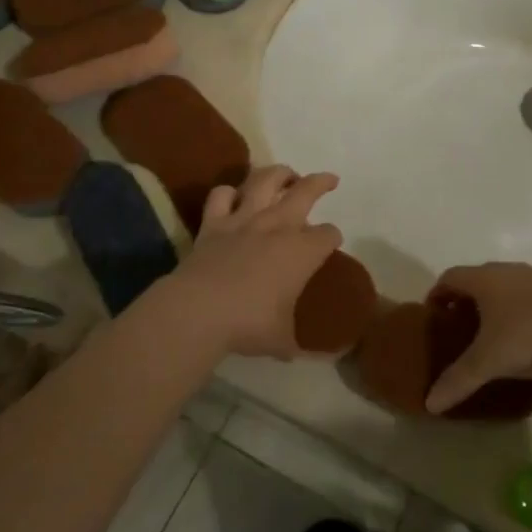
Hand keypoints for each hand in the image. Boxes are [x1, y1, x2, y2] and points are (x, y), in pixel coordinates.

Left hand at [152, 165, 341, 361]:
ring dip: (279, 173)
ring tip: (286, 174)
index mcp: (303, 251)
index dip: (333, 238)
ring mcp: (244, 220)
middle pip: (306, 191)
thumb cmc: (249, 324)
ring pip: (265, 180)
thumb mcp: (282, 341)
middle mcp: (278, 226)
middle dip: (322, 183)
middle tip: (329, 179)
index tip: (330, 243)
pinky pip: (221, 195)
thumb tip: (307, 357)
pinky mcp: (214, 223)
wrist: (199, 310)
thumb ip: (296, 344)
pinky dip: (228, 192)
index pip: (328, 234)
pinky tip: (233, 196)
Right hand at [423, 263, 531, 414]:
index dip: (436, 295)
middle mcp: (506, 271)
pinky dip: (513, 310)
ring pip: (502, 286)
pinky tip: (520, 337)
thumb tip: (429, 403)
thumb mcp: (487, 362)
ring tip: (487, 334)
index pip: (449, 277)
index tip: (432, 318)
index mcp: (484, 278)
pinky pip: (523, 296)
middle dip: (462, 301)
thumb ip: (457, 381)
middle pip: (475, 279)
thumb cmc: (527, 337)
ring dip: (490, 305)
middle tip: (456, 329)